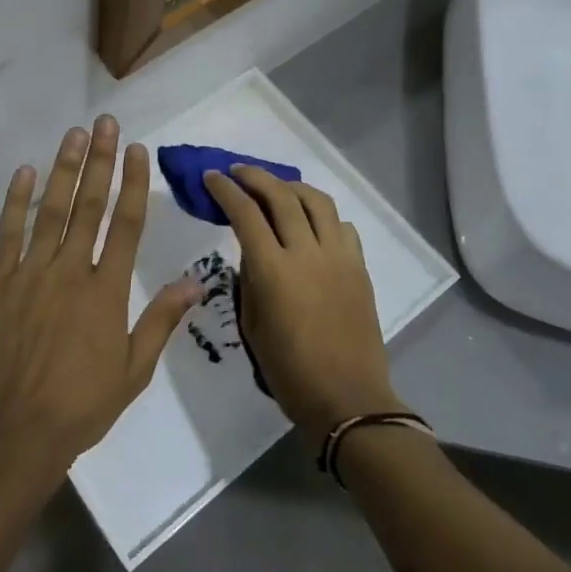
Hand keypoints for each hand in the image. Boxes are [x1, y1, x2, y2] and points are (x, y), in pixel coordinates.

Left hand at [0, 117, 200, 477]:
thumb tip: (196, 281)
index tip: (136, 149)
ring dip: (63, 169)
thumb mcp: (133, 371)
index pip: (126, 224)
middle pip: (89, 205)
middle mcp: (70, 271)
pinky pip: (8, 234)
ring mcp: (31, 273)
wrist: (14, 433)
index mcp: (106, 291)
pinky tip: (24, 172)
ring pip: (50, 210)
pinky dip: (16, 201)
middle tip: (104, 123)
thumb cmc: (81, 406)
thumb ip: (161, 320)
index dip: (133, 183)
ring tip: (73, 134)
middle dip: (99, 160)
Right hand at [203, 167, 402, 438]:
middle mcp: (307, 253)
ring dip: (292, 186)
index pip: (245, 213)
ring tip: (276, 186)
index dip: (225, 190)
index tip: (211, 177)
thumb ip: (249, 281)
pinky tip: (311, 222)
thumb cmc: (289, 372)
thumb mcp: (252, 326)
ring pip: (317, 201)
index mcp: (273, 271)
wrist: (348, 400)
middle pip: (282, 196)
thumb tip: (252, 253)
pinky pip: (342, 226)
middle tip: (237, 171)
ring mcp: (338, 257)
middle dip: (255, 176)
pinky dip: (322, 215)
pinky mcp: (359, 267)